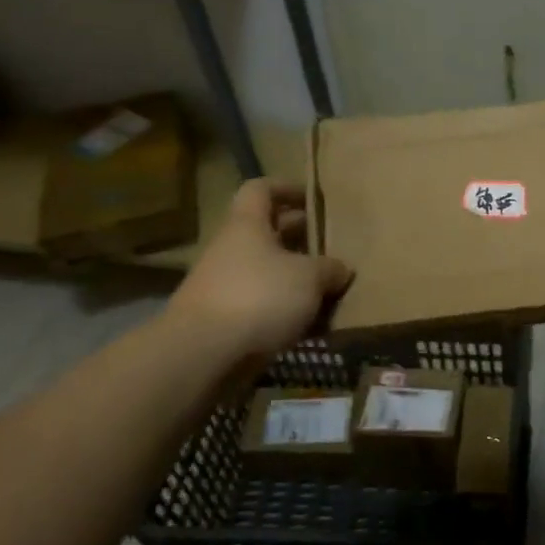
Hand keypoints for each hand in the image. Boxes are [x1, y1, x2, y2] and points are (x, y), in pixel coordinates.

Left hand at [165, 179, 352, 367]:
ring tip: (329, 290)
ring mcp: (224, 287)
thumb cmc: (259, 297)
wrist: (203, 355)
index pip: (260, 190)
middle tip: (331, 247)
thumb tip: (341, 269)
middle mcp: (232, 250)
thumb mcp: (309, 277)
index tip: (312, 198)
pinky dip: (285, 312)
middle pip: (267, 233)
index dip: (286, 188)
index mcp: (247, 226)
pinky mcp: (224, 322)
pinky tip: (311, 326)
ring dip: (295, 279)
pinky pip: (262, 306)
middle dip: (300, 238)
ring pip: (267, 272)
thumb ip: (330, 268)